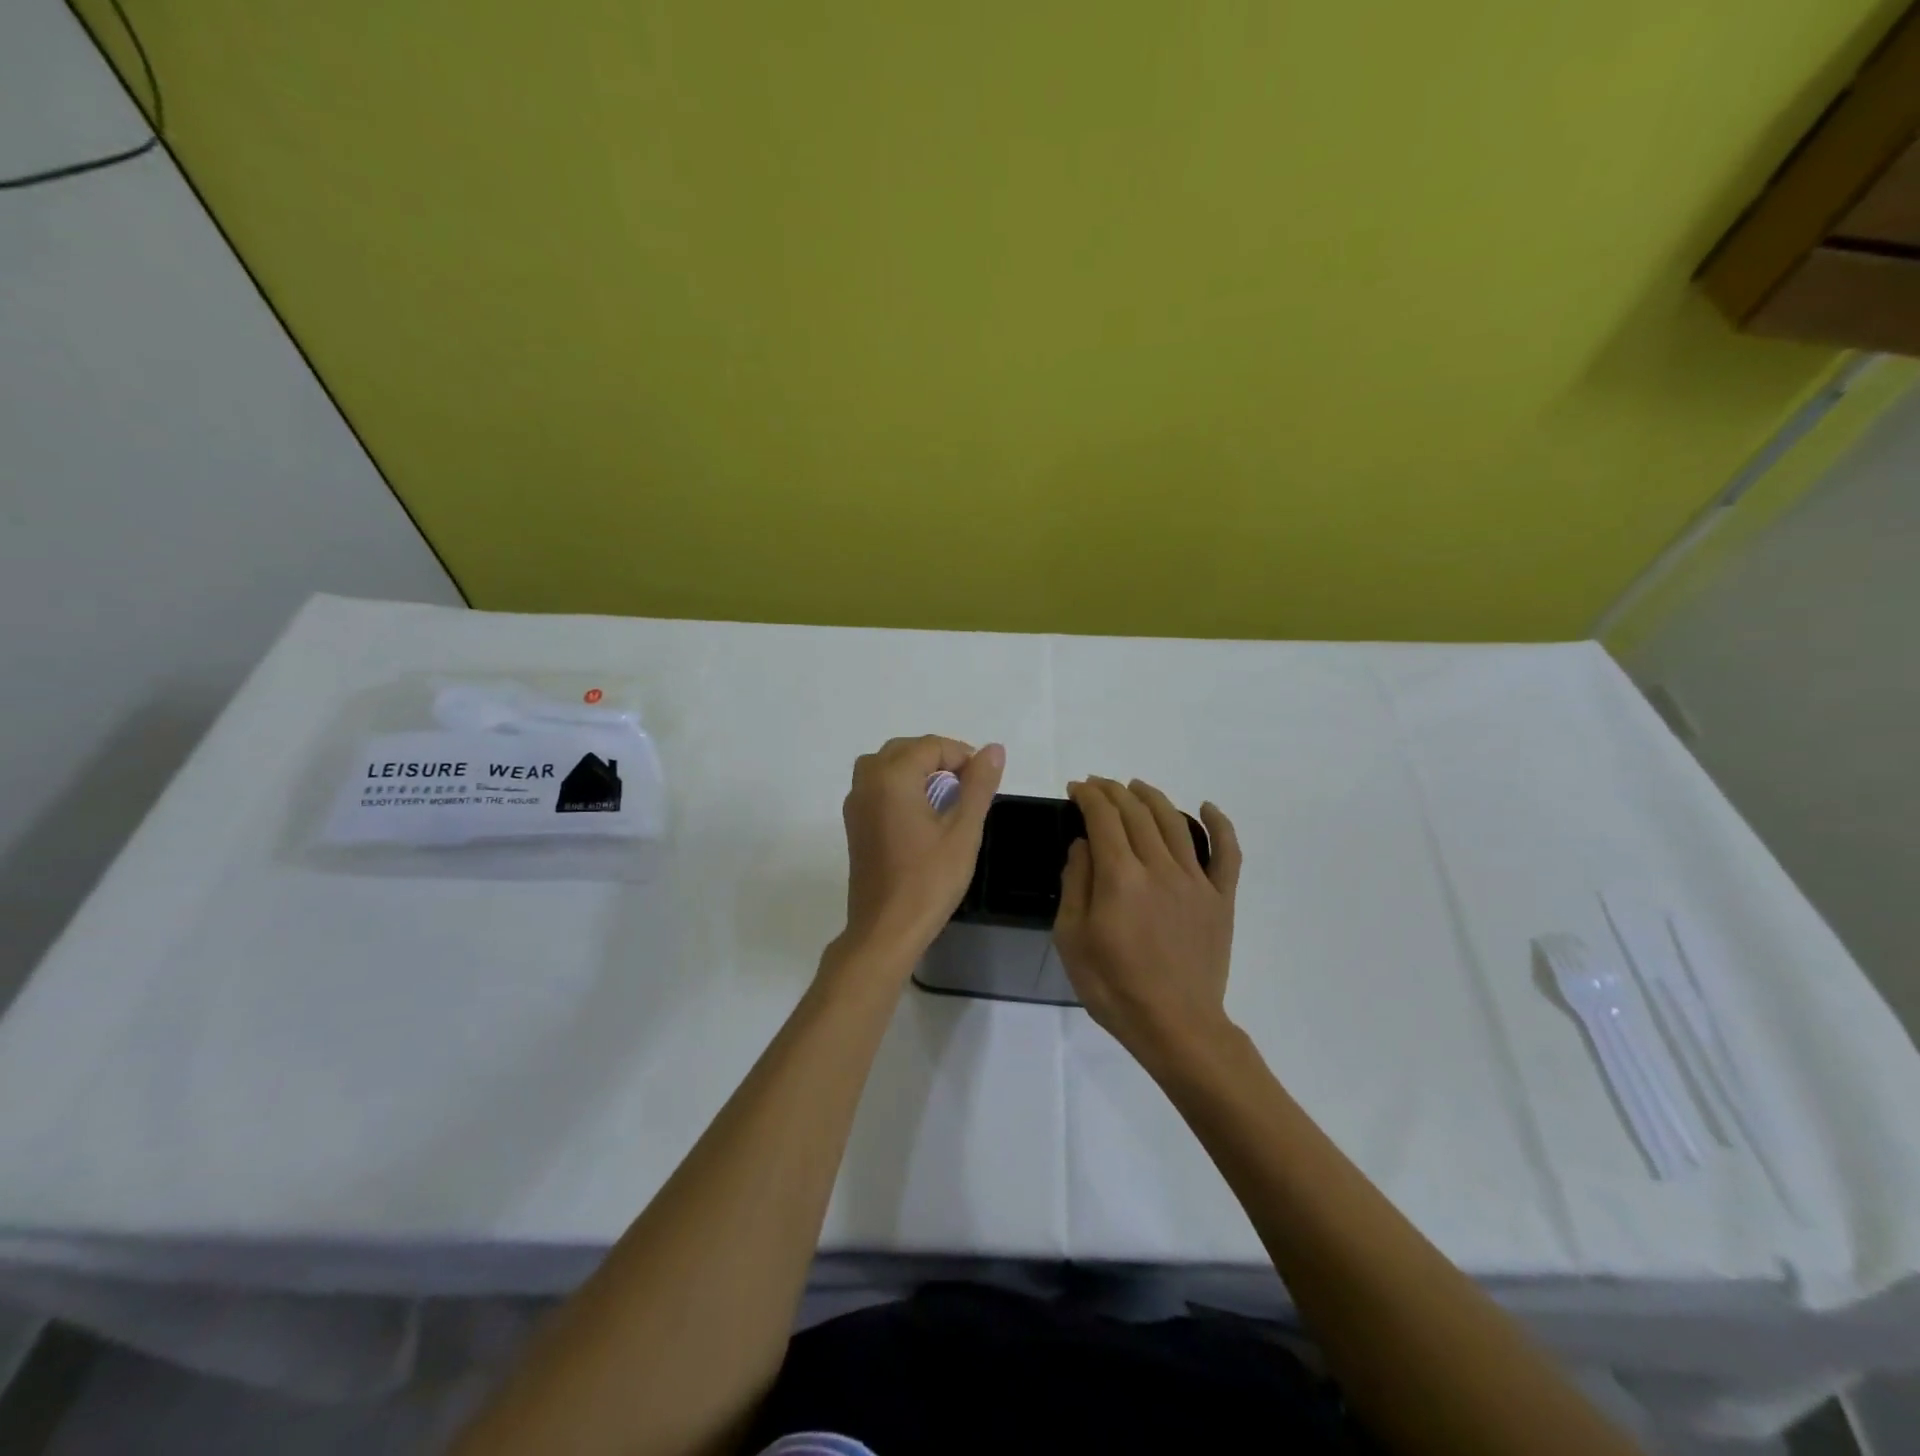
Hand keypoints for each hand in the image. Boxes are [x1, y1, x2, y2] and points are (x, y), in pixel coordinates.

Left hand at [840, 735, 1004, 960]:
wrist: (886, 930)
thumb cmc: (929, 880)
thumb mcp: (963, 831)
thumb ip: (978, 785)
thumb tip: (993, 749)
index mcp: (891, 777)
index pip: (930, 746)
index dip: (961, 756)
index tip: (982, 782)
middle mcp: (866, 782)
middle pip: (904, 750)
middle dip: (938, 759)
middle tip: (967, 786)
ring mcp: (855, 804)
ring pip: (886, 766)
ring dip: (916, 771)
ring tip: (945, 797)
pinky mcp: (854, 825)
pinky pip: (876, 788)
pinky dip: (899, 787)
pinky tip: (921, 815)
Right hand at [1055, 778, 1241, 1070]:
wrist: (1175, 1026)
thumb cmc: (1114, 987)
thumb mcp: (1072, 939)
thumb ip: (1075, 884)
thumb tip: (1083, 844)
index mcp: (1121, 877)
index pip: (1104, 818)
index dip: (1088, 797)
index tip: (1076, 788)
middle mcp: (1160, 867)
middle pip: (1137, 813)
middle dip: (1114, 791)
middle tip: (1098, 785)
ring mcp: (1196, 881)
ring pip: (1175, 822)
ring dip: (1152, 797)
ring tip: (1136, 787)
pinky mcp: (1220, 899)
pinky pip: (1227, 853)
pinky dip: (1220, 825)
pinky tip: (1208, 807)